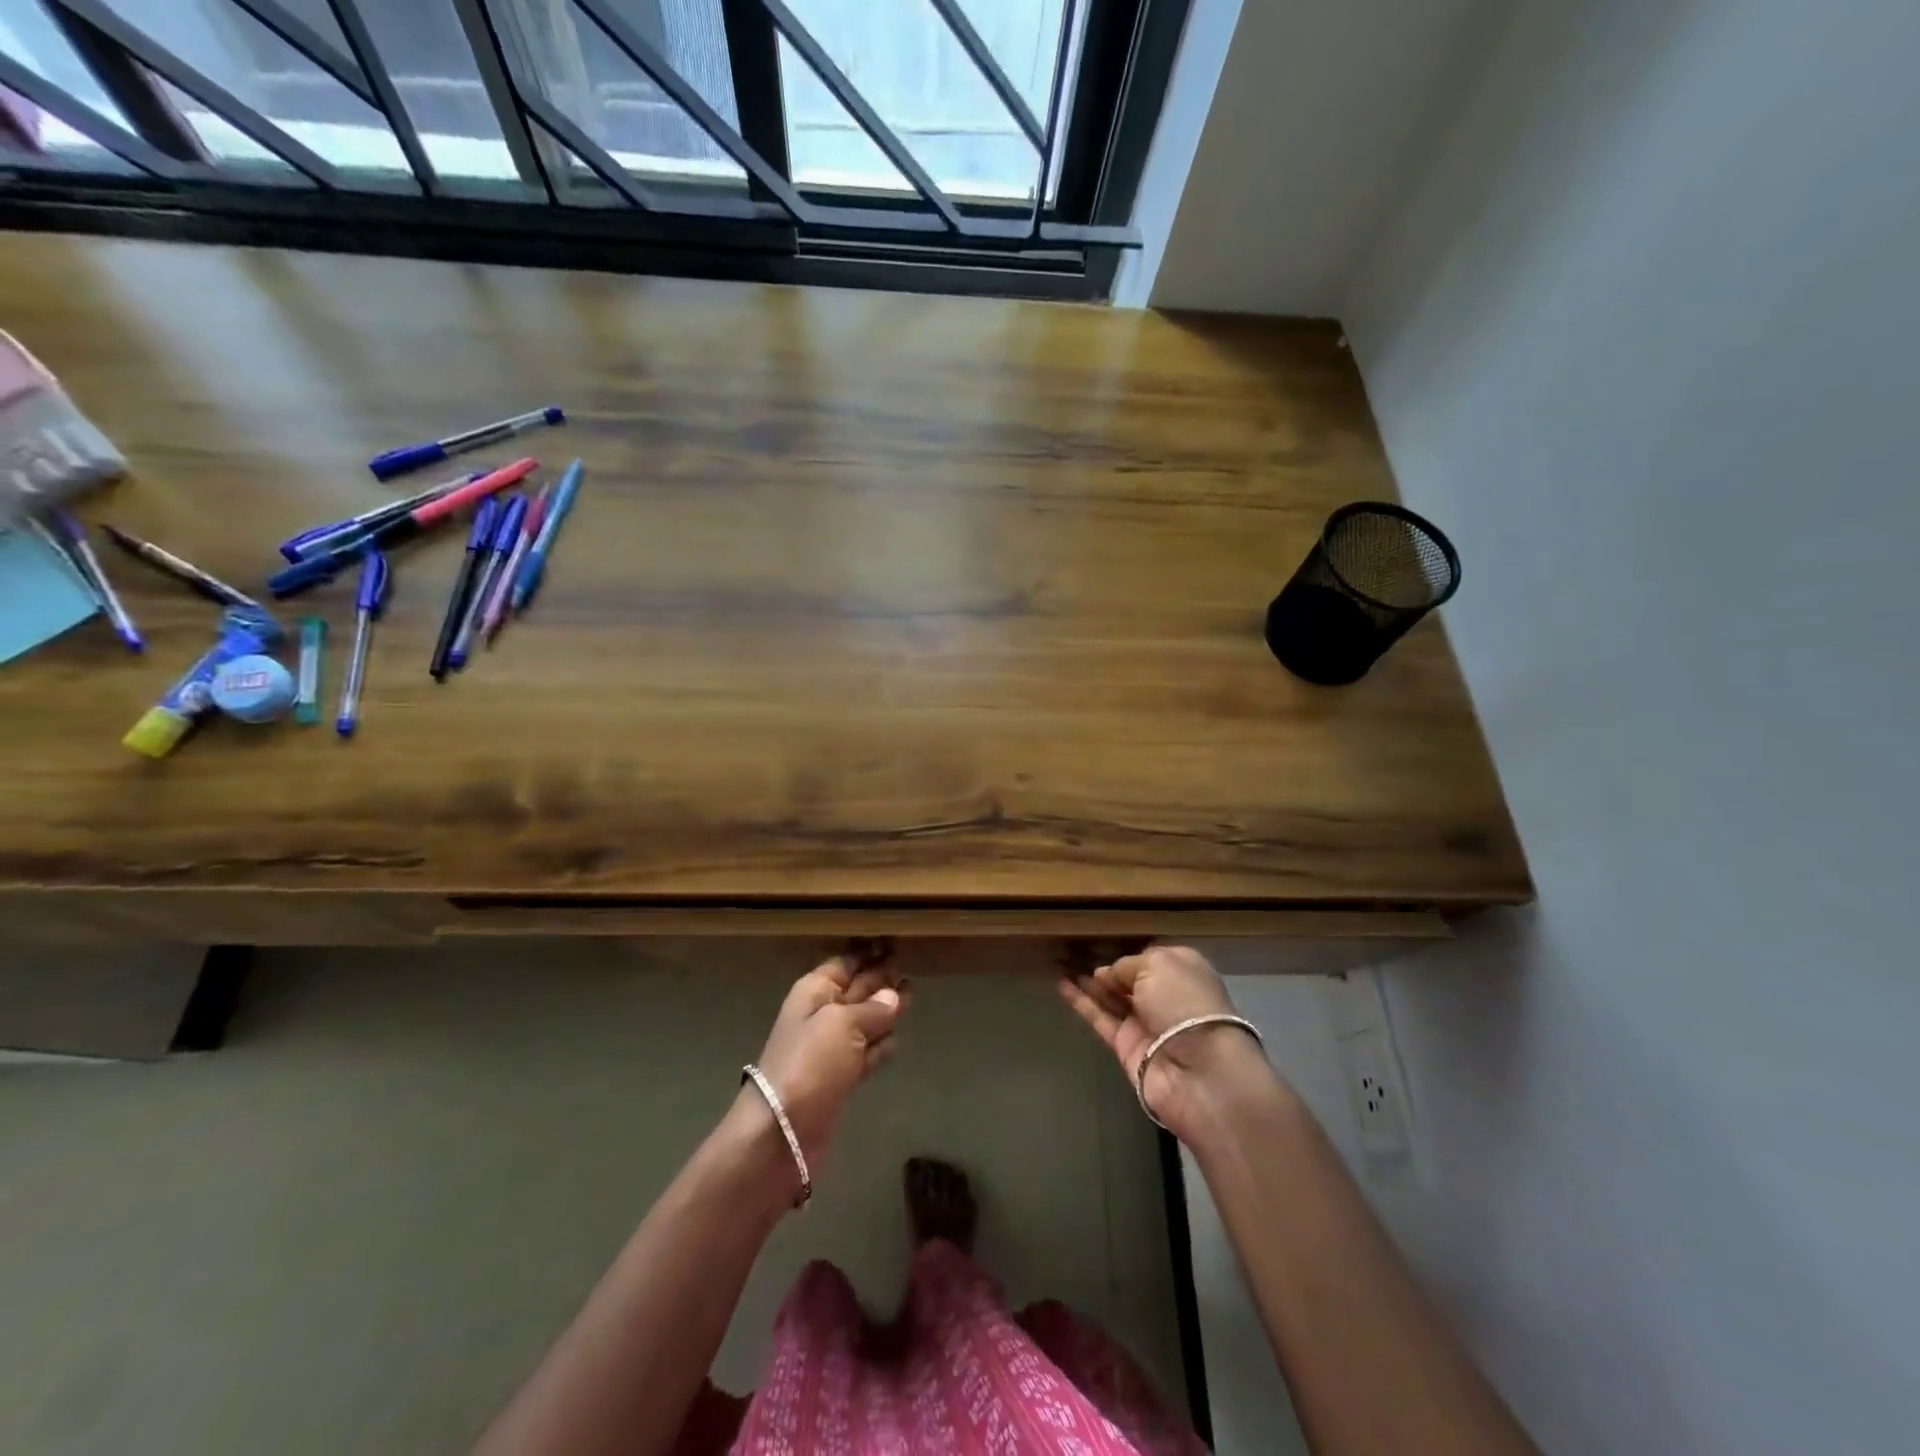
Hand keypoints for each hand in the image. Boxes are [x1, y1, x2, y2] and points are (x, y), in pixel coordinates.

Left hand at [744, 950, 908, 1168]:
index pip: (846, 963)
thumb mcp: (842, 1025)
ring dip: (885, 1012)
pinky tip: (898, 1040)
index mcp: (815, 992)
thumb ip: (872, 1008)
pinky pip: (865, 1053)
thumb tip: (894, 995)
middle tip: (912, 970)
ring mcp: (829, 1049)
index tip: (897, 946)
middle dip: (881, 980)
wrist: (781, 1133)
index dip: (869, 954)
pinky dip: (880, 1046)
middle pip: (856, 990)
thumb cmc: (809, 1064)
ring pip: (863, 1021)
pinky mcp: (839, 1079)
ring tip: (912, 999)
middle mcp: (821, 1015)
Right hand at [1058, 945, 1269, 1140]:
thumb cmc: (1185, 1003)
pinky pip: (1099, 1018)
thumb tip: (1106, 975)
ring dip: (1088, 982)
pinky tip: (1061, 984)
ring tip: (1059, 961)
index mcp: (1183, 972)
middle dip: (1106, 966)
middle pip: (1130, 979)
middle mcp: (1165, 996)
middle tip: (1073, 950)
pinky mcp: (1126, 1046)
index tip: (1102, 940)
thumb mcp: (1157, 965)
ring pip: (1111, 997)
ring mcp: (1145, 1023)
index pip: (1152, 958)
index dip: (1129, 952)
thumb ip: (1127, 965)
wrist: (1199, 1071)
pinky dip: (1080, 1002)